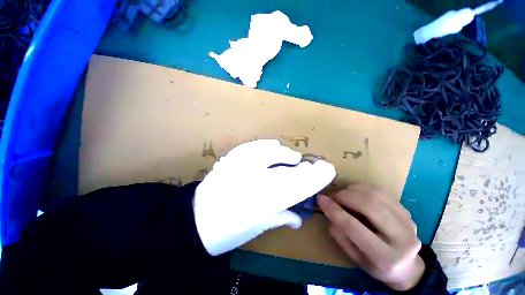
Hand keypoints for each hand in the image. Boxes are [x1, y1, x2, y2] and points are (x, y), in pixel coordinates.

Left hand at [194, 139, 335, 255]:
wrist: (193, 222)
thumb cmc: (226, 231)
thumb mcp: (256, 228)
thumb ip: (279, 217)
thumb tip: (298, 216)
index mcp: (260, 203)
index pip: (296, 187)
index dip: (314, 178)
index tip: (327, 171)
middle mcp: (251, 182)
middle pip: (285, 170)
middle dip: (303, 168)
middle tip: (312, 165)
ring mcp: (237, 167)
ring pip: (268, 154)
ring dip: (284, 154)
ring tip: (292, 156)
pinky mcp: (228, 160)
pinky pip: (250, 147)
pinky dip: (264, 145)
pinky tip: (272, 145)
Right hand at [318, 184, 424, 290]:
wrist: (407, 266)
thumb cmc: (376, 265)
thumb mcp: (354, 257)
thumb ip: (340, 234)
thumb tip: (329, 210)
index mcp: (385, 257)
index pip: (354, 227)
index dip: (334, 210)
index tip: (320, 199)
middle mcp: (402, 238)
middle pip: (368, 205)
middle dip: (344, 196)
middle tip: (331, 195)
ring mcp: (407, 221)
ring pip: (375, 194)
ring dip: (352, 189)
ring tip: (341, 192)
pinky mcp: (406, 210)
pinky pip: (381, 191)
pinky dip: (362, 187)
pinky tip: (353, 191)